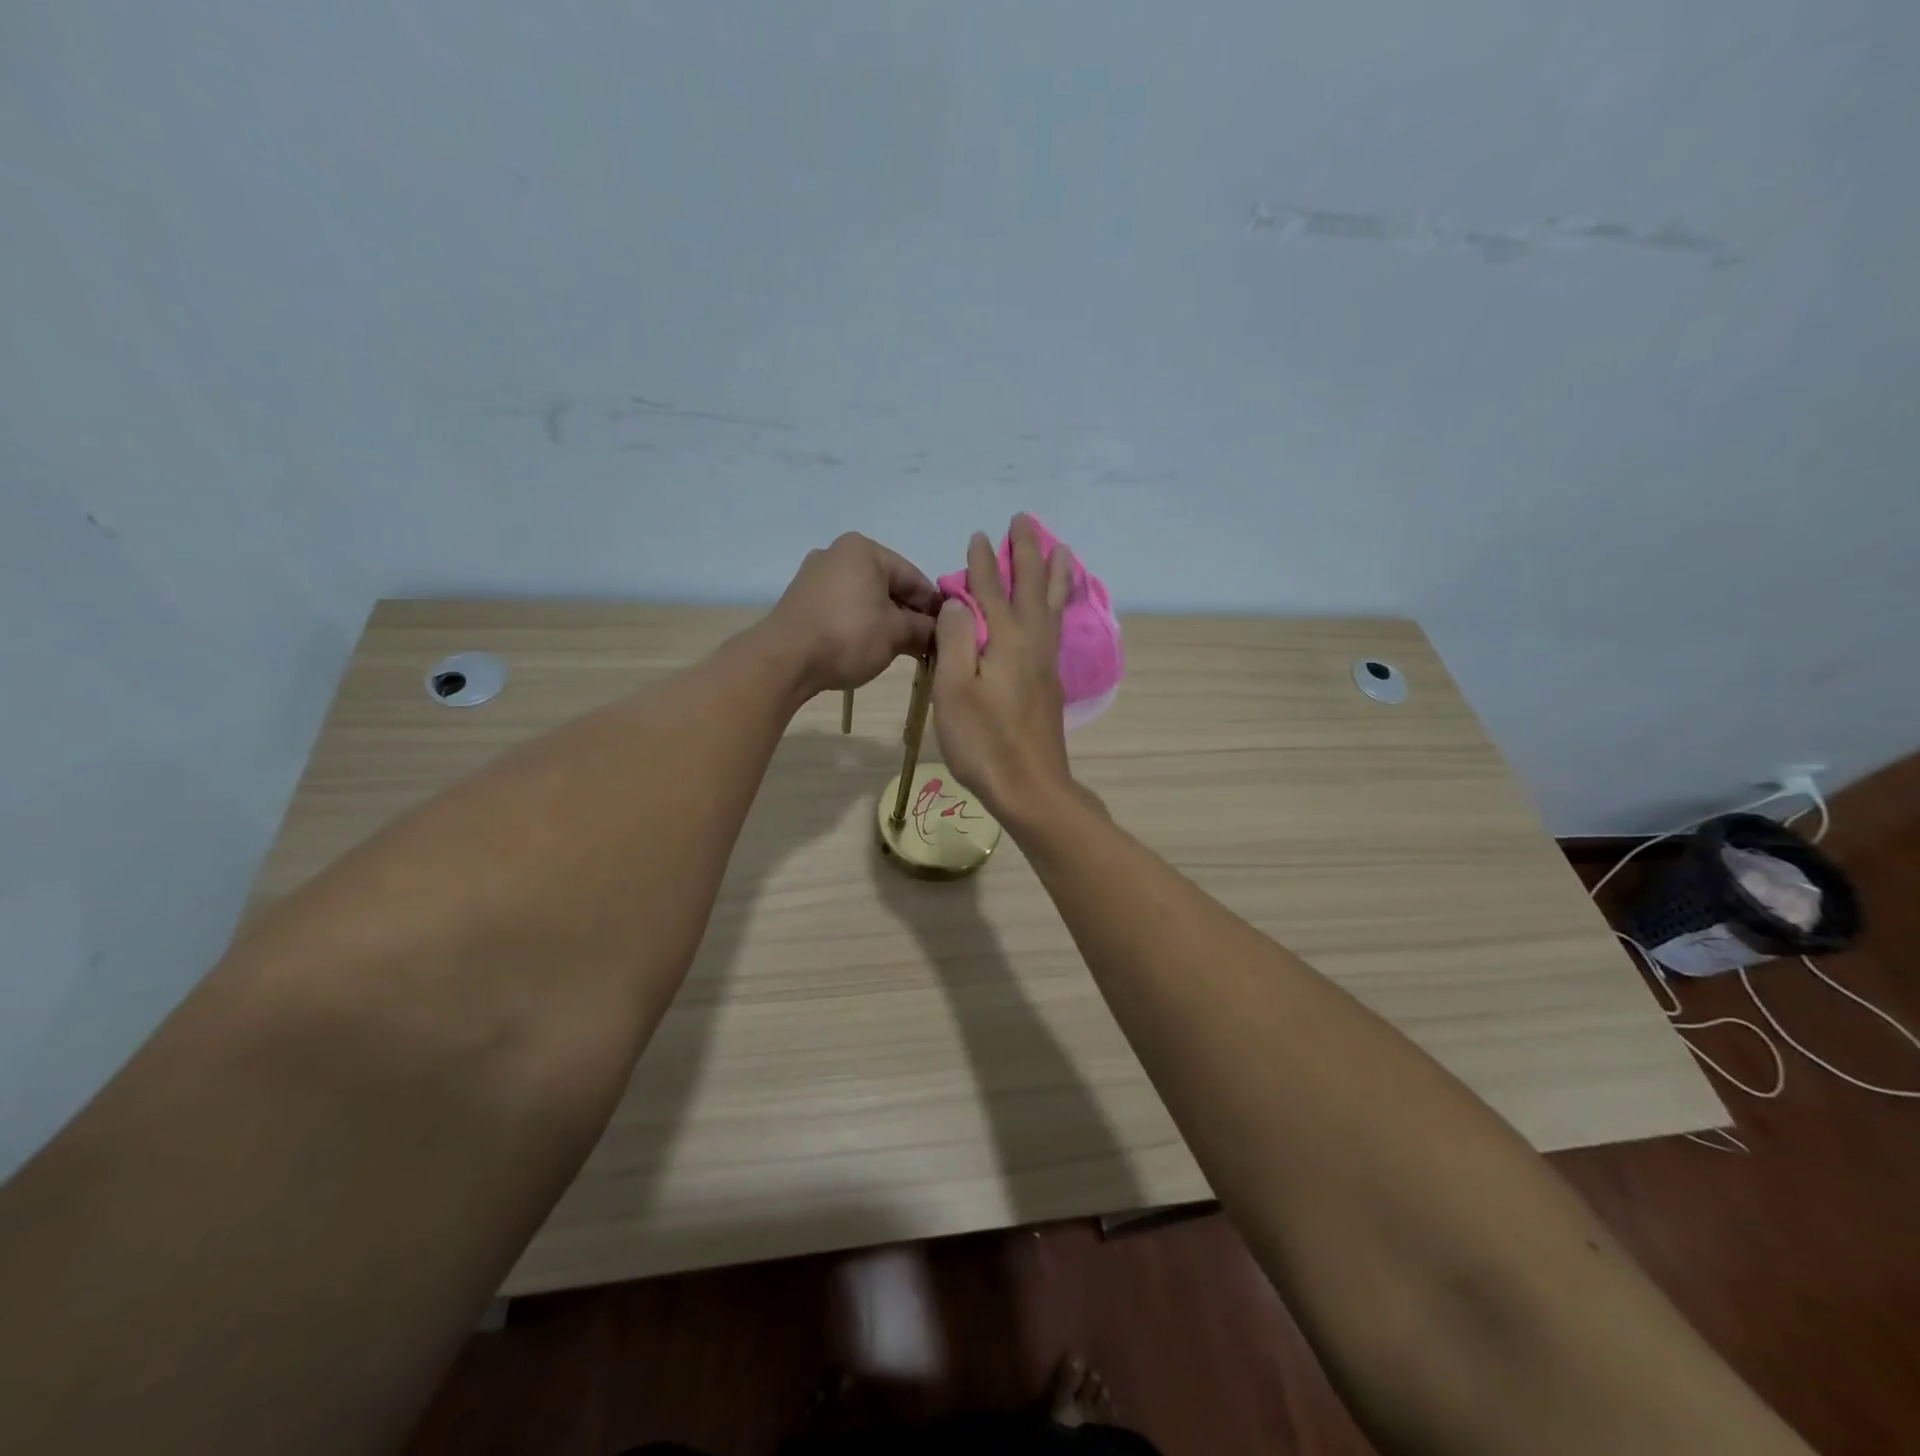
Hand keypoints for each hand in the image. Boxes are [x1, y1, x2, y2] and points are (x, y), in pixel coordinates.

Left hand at [768, 533, 939, 694]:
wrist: (785, 659)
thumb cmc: (848, 636)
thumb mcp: (896, 634)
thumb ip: (925, 629)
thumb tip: (942, 632)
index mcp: (865, 549)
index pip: (914, 577)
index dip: (935, 607)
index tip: (949, 631)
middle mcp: (838, 553)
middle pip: (889, 585)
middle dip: (910, 614)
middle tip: (928, 644)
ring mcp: (816, 575)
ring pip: (866, 598)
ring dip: (887, 622)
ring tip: (903, 649)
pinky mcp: (802, 599)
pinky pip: (844, 607)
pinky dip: (862, 624)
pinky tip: (872, 646)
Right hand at [931, 514, 1075, 823]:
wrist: (1030, 787)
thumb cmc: (984, 742)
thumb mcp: (954, 690)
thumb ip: (955, 639)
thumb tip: (959, 600)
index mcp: (1006, 640)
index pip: (991, 589)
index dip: (983, 562)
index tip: (979, 534)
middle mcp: (1032, 643)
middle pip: (1031, 588)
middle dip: (1027, 553)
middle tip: (1026, 521)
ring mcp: (1046, 664)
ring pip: (1052, 606)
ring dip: (1053, 574)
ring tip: (1062, 550)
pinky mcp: (1050, 684)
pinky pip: (1056, 627)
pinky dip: (1057, 605)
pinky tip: (1056, 609)